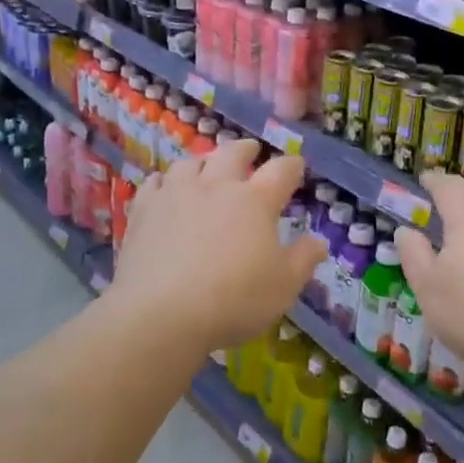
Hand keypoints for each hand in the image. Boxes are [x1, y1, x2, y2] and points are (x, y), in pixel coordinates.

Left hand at [110, 139, 324, 353]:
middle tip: (251, 150)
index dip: (292, 165)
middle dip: (246, 149)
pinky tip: (164, 188)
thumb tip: (319, 241)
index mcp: (255, 201)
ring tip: (207, 167)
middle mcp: (216, 186)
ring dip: (204, 161)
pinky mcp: (144, 209)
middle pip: (232, 153)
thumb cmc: (233, 300)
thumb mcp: (283, 287)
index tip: (296, 165)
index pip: (281, 171)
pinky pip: (155, 182)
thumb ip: (303, 260)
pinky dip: (164, 181)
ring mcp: (176, 194)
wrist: (160, 313)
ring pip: (191, 162)